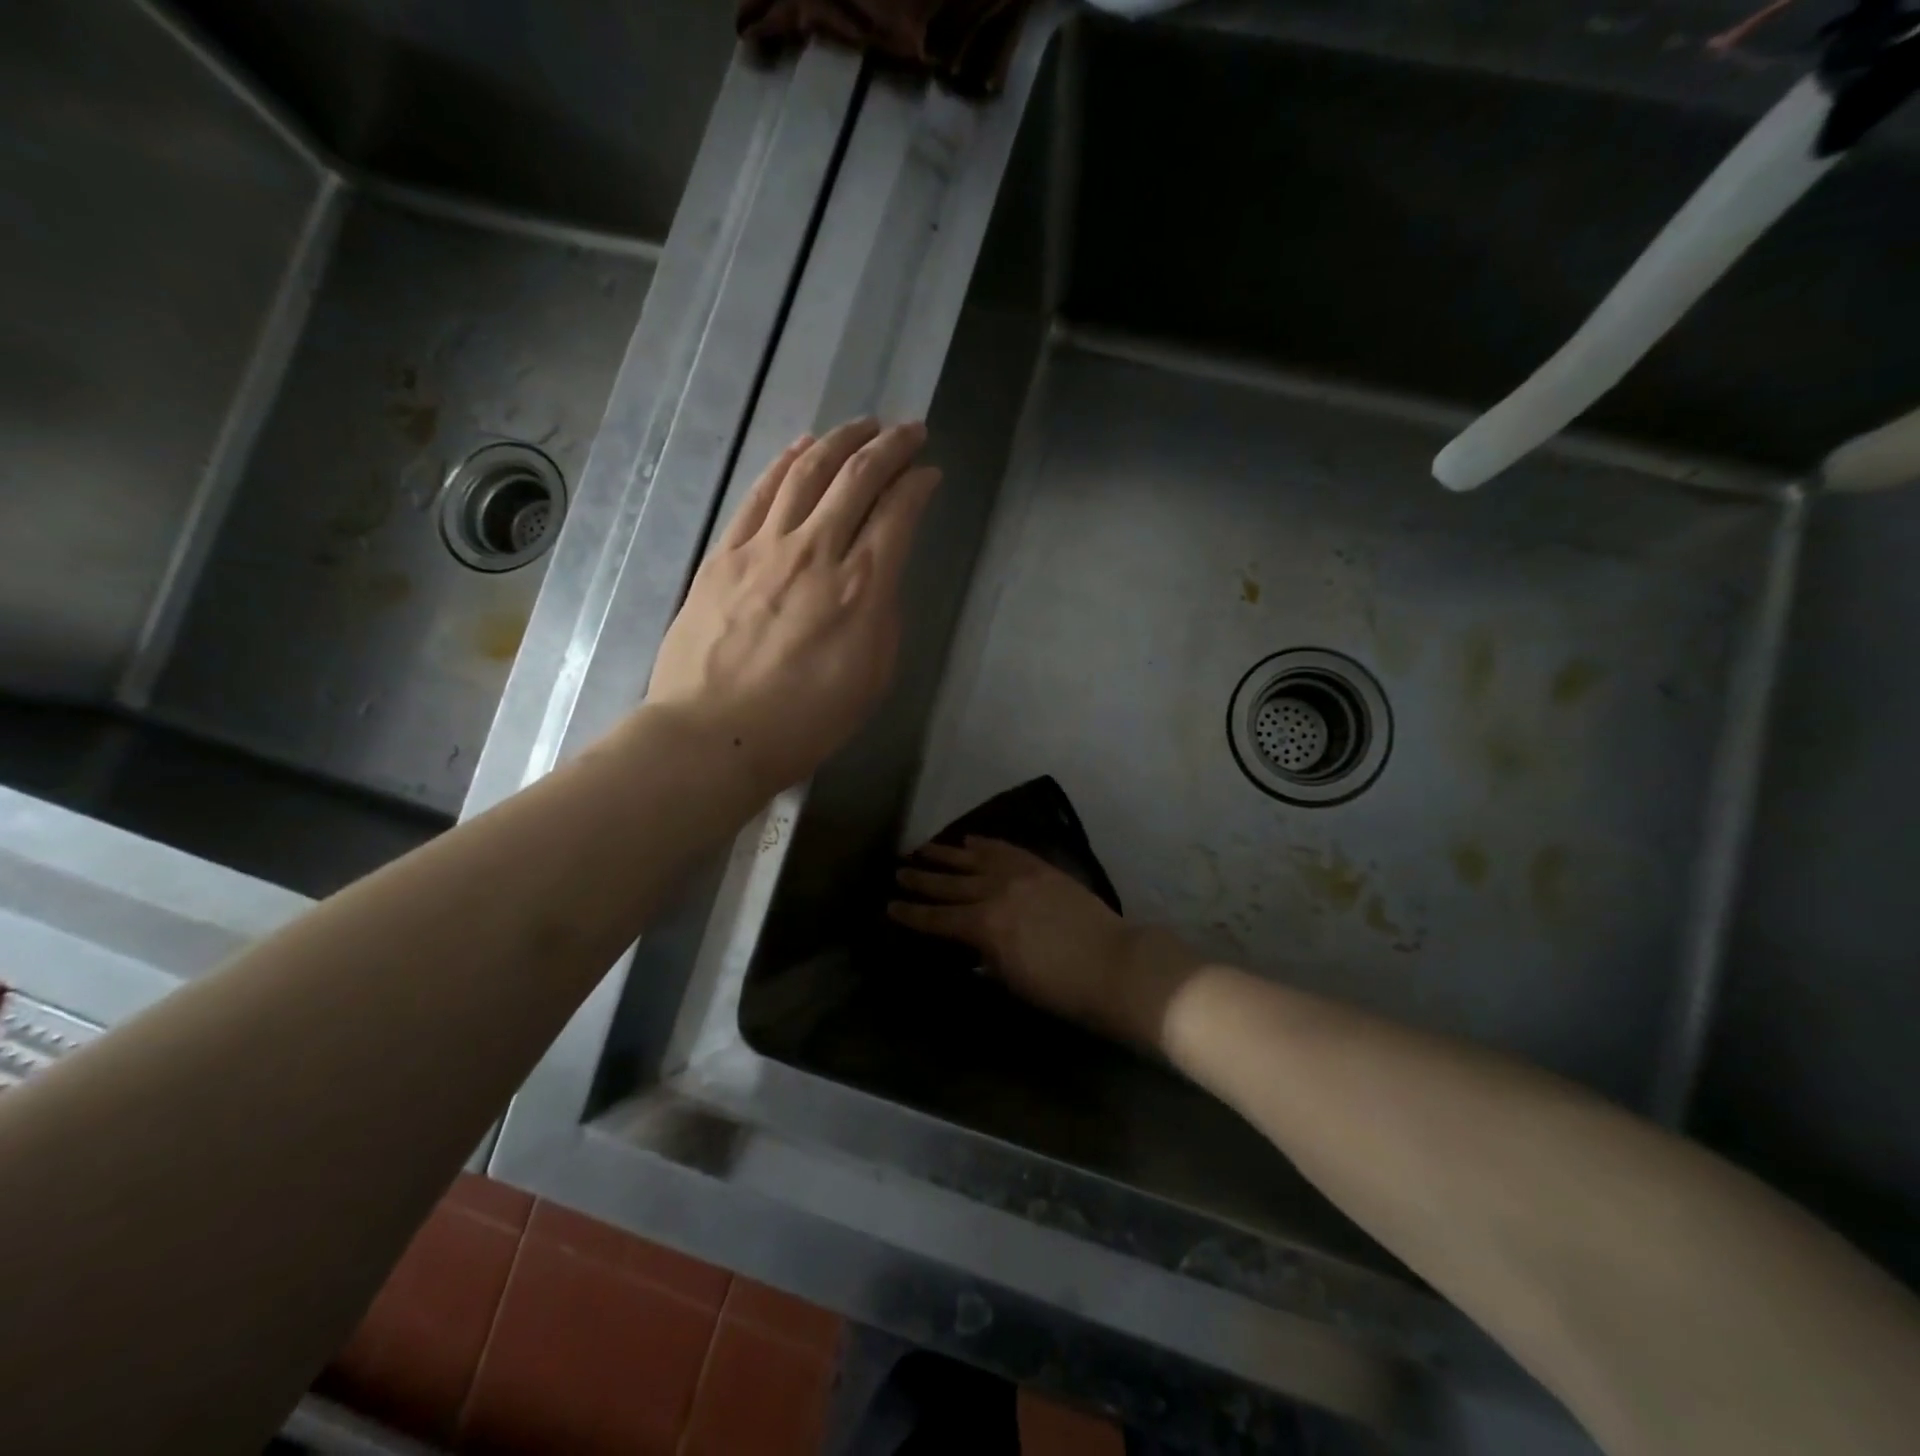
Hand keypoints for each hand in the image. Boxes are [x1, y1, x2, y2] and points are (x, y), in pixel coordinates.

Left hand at [648, 419, 937, 795]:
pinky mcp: (726, 553)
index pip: (898, 513)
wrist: (715, 733)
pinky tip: (802, 448)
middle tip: (909, 430)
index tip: (930, 473)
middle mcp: (817, 551)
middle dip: (889, 445)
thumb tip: (878, 577)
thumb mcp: (872, 678)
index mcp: (862, 588)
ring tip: (861, 425)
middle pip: (857, 477)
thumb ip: (881, 617)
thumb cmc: (805, 721)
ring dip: (840, 440)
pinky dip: (786, 463)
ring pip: (807, 472)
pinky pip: (761, 494)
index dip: (919, 485)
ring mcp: (765, 547)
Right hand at [888, 837, 1195, 1044]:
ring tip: (923, 847)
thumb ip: (984, 958)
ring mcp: (1019, 874)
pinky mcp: (1041, 866)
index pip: (937, 919)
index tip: (889, 906)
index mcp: (983, 926)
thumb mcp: (1011, 980)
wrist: (1115, 963)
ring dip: (946, 853)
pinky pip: (1006, 848)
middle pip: (949, 883)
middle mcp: (994, 892)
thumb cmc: (1060, 987)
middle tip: (898, 871)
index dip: (911, 914)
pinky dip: (985, 842)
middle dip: (921, 879)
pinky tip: (970, 839)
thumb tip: (968, 947)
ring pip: (973, 858)